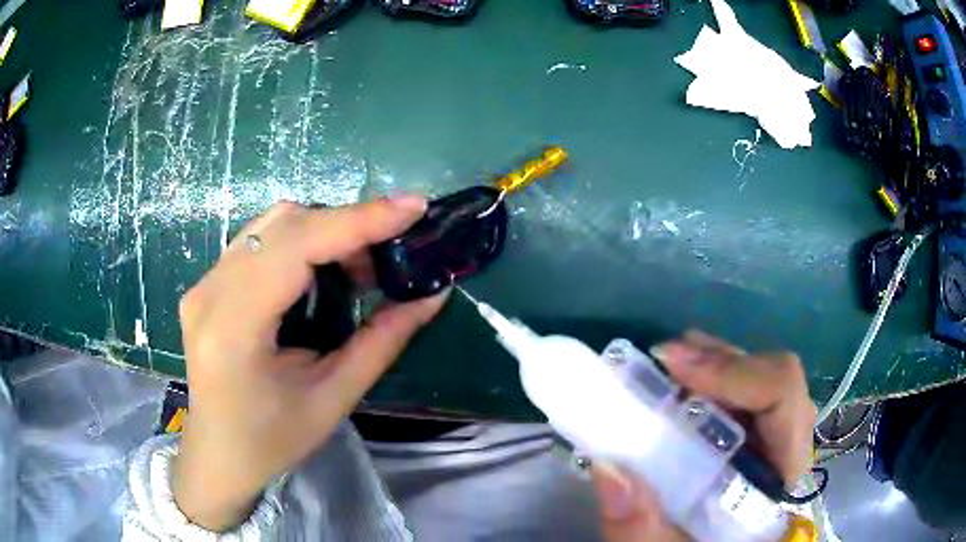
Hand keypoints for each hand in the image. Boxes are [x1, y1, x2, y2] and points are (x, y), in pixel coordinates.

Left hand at [171, 197, 448, 530]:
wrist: (219, 454)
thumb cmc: (273, 441)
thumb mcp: (333, 399)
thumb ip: (382, 341)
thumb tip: (433, 294)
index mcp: (234, 328)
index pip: (296, 247)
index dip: (357, 220)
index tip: (413, 208)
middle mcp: (209, 292)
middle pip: (283, 224)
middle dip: (345, 226)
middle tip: (389, 254)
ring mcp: (203, 284)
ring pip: (271, 226)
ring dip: (323, 231)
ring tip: (358, 268)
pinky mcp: (207, 284)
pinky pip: (259, 241)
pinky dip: (301, 242)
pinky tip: (321, 272)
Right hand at [593, 331, 814, 541]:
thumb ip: (642, 529)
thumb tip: (607, 467)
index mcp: (781, 476)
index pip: (783, 396)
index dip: (734, 372)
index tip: (675, 366)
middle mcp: (787, 449)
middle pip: (773, 379)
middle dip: (720, 363)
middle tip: (666, 360)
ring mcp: (775, 443)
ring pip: (762, 382)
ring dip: (716, 366)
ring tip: (670, 363)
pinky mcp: (758, 445)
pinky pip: (748, 398)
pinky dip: (715, 382)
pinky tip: (684, 385)